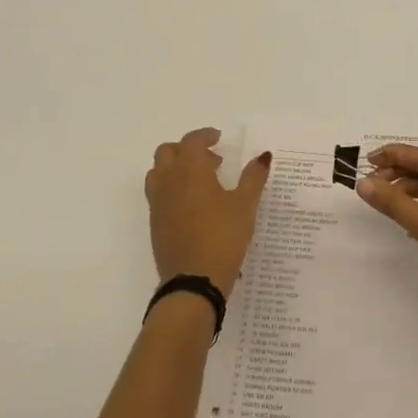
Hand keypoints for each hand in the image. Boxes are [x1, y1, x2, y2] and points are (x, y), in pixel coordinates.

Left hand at [145, 129, 270, 293]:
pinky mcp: (155, 223)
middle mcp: (168, 181)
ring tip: (200, 182)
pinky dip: (172, 188)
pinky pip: (158, 194)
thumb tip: (263, 156)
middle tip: (210, 160)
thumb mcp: (245, 205)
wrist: (193, 282)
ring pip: (158, 172)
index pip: (191, 141)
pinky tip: (193, 206)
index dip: (204, 135)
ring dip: (175, 168)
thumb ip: (253, 177)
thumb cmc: (223, 237)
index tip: (218, 138)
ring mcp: (158, 203)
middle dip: (186, 149)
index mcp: (190, 171)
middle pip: (167, 152)